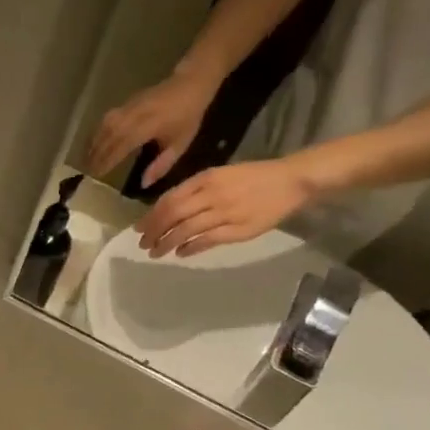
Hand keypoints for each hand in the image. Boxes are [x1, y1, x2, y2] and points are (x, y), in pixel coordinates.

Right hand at [86, 73, 214, 185]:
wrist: (190, 83)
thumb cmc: (188, 116)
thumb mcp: (181, 143)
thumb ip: (162, 164)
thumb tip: (144, 184)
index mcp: (147, 127)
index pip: (120, 147)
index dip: (108, 162)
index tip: (97, 175)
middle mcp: (133, 117)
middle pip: (108, 138)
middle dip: (96, 156)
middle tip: (87, 172)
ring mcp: (127, 108)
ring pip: (103, 128)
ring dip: (94, 144)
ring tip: (87, 159)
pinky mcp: (124, 104)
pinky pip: (106, 120)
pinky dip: (97, 133)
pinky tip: (94, 143)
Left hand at [136, 157, 311, 257]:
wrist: (291, 180)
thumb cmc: (252, 177)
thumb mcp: (219, 175)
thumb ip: (194, 191)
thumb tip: (167, 210)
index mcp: (206, 179)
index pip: (169, 199)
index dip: (151, 216)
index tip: (138, 228)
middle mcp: (212, 194)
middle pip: (173, 216)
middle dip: (154, 232)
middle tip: (143, 244)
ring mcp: (225, 212)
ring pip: (186, 230)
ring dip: (167, 243)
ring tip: (156, 253)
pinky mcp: (238, 229)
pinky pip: (207, 240)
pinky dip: (190, 248)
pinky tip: (181, 253)